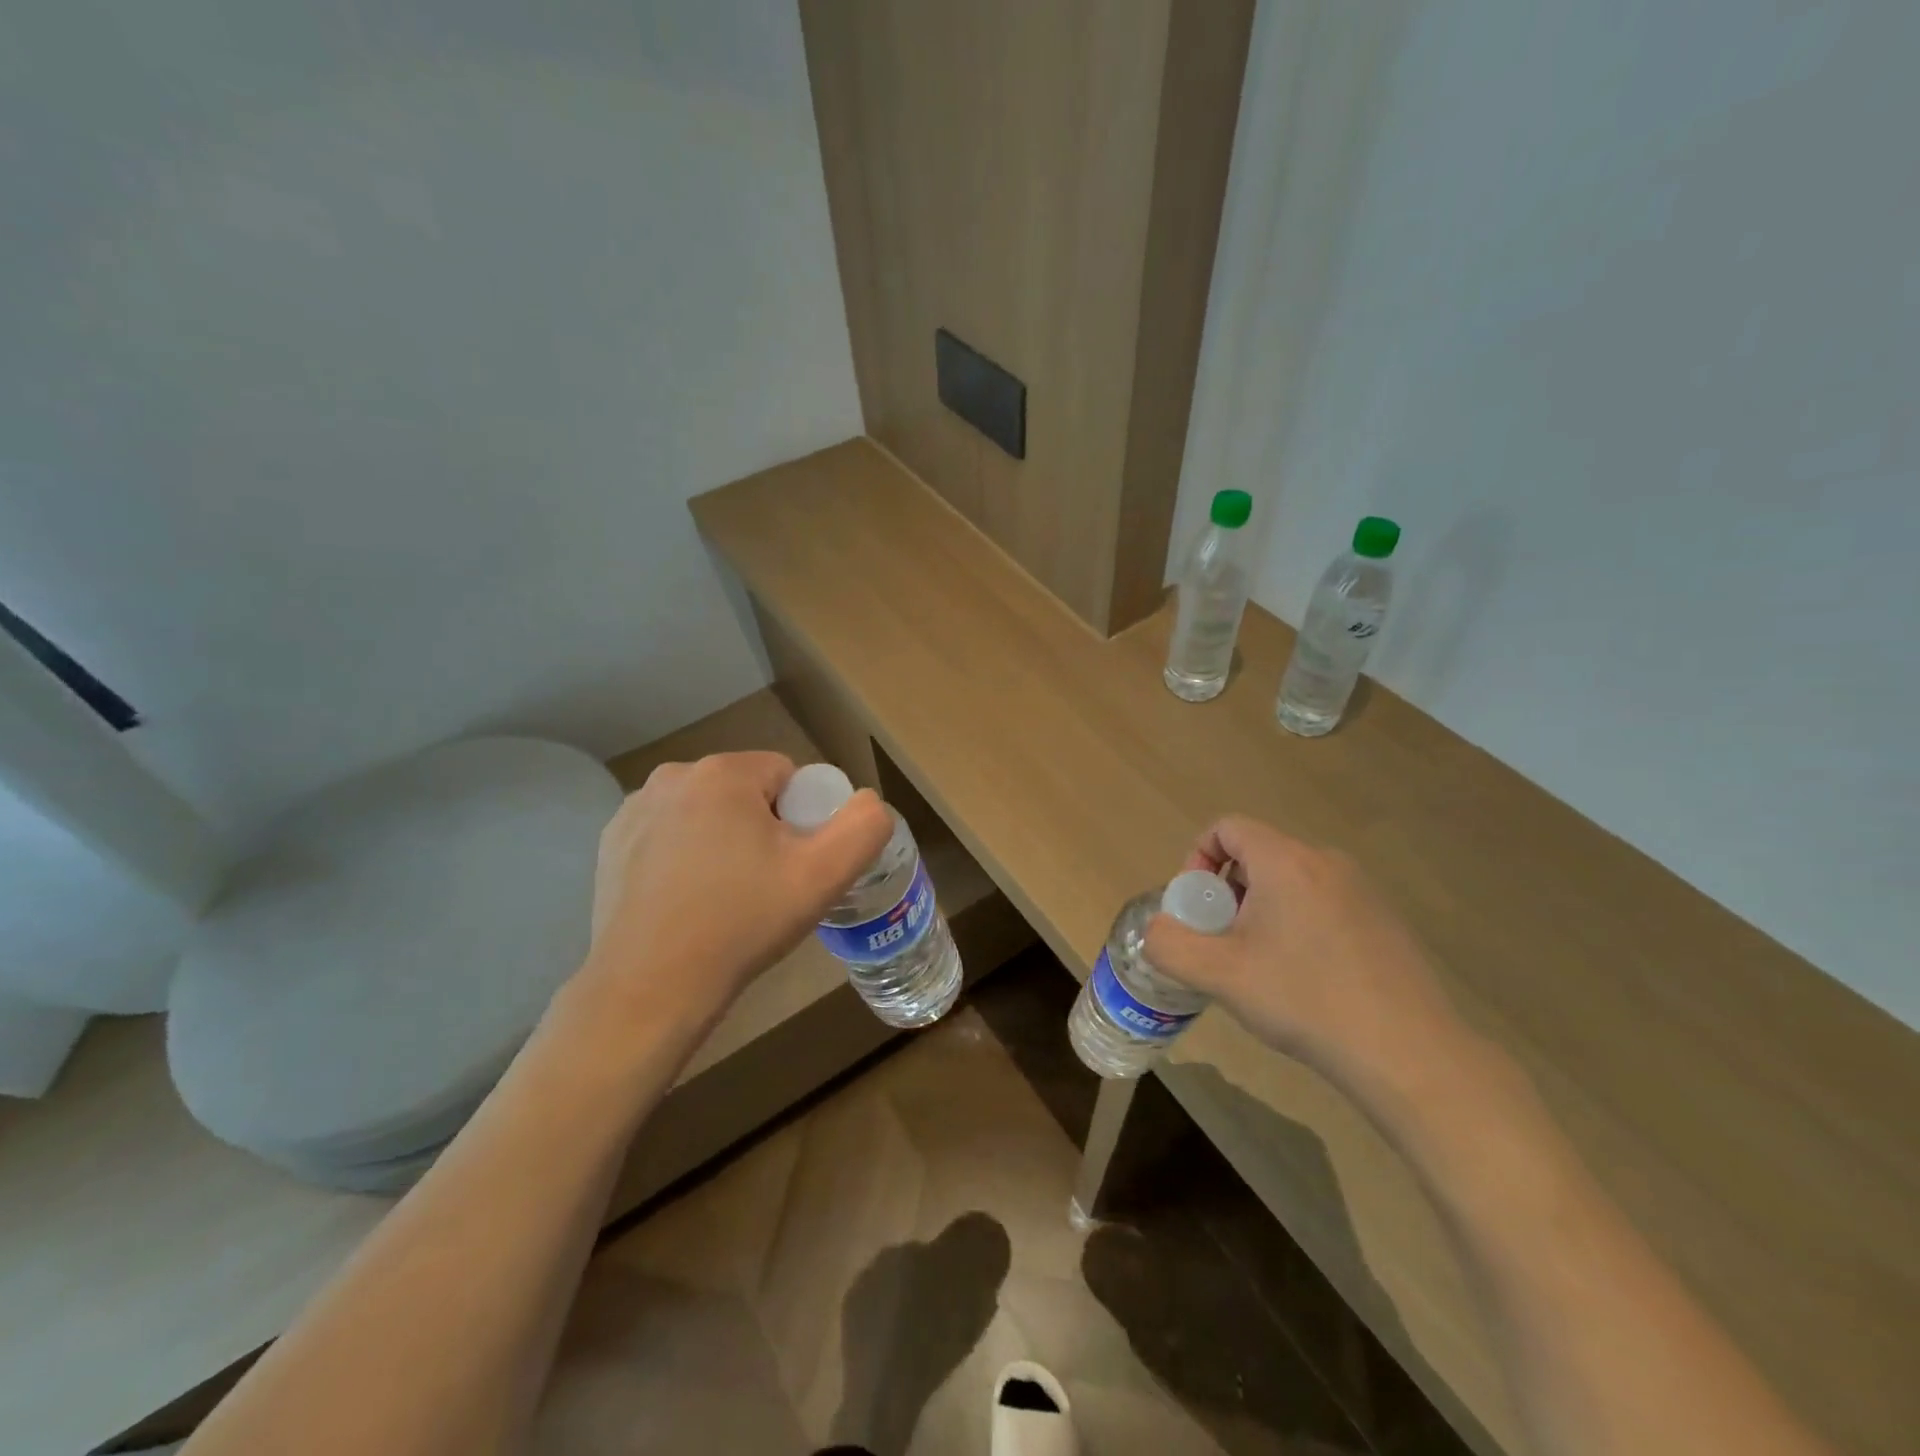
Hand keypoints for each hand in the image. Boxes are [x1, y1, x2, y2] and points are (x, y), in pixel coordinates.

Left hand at [580, 752, 892, 1029]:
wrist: (649, 989)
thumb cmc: (742, 923)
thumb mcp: (823, 876)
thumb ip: (864, 826)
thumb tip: (868, 802)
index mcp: (722, 772)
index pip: (788, 776)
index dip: (803, 820)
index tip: (794, 867)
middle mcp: (672, 776)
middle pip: (747, 792)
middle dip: (763, 829)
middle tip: (765, 886)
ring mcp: (634, 810)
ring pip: (708, 813)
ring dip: (724, 841)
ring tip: (725, 899)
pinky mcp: (610, 843)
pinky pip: (670, 834)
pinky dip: (685, 857)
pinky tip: (686, 902)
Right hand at [1144, 816, 1469, 1095]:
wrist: (1409, 1054)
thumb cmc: (1305, 1000)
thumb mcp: (1220, 975)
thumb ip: (1170, 945)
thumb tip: (1158, 931)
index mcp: (1285, 861)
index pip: (1227, 827)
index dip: (1197, 857)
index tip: (1196, 907)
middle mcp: (1325, 862)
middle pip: (1257, 855)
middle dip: (1226, 892)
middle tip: (1222, 943)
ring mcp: (1362, 890)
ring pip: (1289, 881)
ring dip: (1260, 911)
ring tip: (1260, 966)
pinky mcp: (1384, 920)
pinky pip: (1322, 903)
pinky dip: (1297, 925)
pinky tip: (1306, 980)